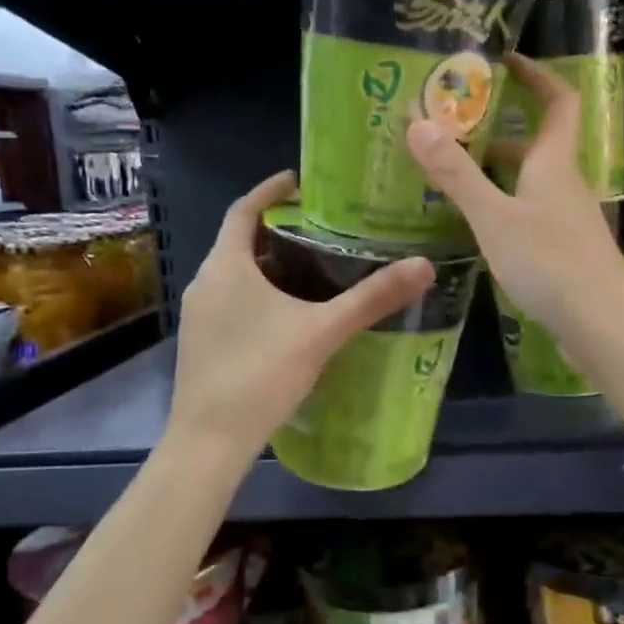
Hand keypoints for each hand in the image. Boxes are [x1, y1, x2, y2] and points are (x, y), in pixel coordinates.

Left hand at [167, 171, 434, 461]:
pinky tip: (292, 314)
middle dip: (279, 230)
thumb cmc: (261, 374)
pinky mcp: (201, 342)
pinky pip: (232, 300)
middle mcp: (206, 282)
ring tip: (315, 267)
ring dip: (270, 264)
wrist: (209, 443)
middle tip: (323, 227)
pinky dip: (260, 292)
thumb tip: (424, 266)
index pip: (243, 209)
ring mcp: (199, 315)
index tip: (299, 181)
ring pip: (237, 274)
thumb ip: (372, 298)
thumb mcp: (323, 331)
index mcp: (226, 266)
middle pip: (241, 241)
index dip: (270, 190)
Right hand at [407, 55, 623, 347]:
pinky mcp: (565, 250)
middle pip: (537, 143)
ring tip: (453, 170)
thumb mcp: (495, 218)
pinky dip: (504, 205)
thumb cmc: (551, 264)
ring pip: (531, 181)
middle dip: (499, 128)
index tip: (506, 60)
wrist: (604, 328)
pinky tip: (478, 224)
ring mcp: (568, 219)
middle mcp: (566, 183)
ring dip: (497, 170)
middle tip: (454, 123)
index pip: (559, 100)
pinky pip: (531, 212)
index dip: (538, 75)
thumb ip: (457, 174)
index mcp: (554, 163)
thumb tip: (418, 122)